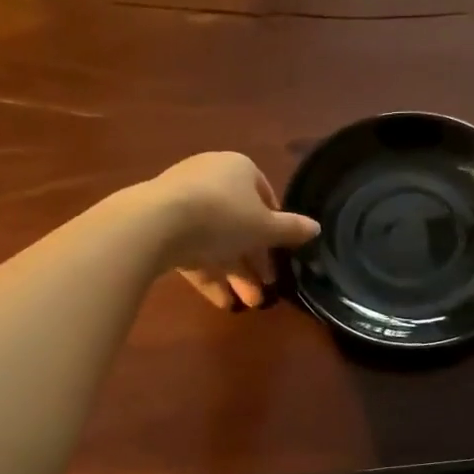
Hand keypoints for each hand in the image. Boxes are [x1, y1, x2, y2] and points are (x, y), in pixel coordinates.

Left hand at [147, 152, 319, 310]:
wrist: (156, 223)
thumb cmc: (223, 216)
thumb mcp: (265, 227)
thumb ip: (291, 230)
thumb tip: (316, 228)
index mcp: (238, 169)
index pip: (264, 195)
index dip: (275, 226)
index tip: (281, 252)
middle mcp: (211, 180)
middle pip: (240, 223)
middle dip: (255, 260)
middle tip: (267, 288)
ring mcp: (183, 202)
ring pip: (216, 241)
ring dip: (235, 273)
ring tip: (249, 304)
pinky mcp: (162, 226)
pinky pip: (192, 251)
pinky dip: (209, 275)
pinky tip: (222, 301)